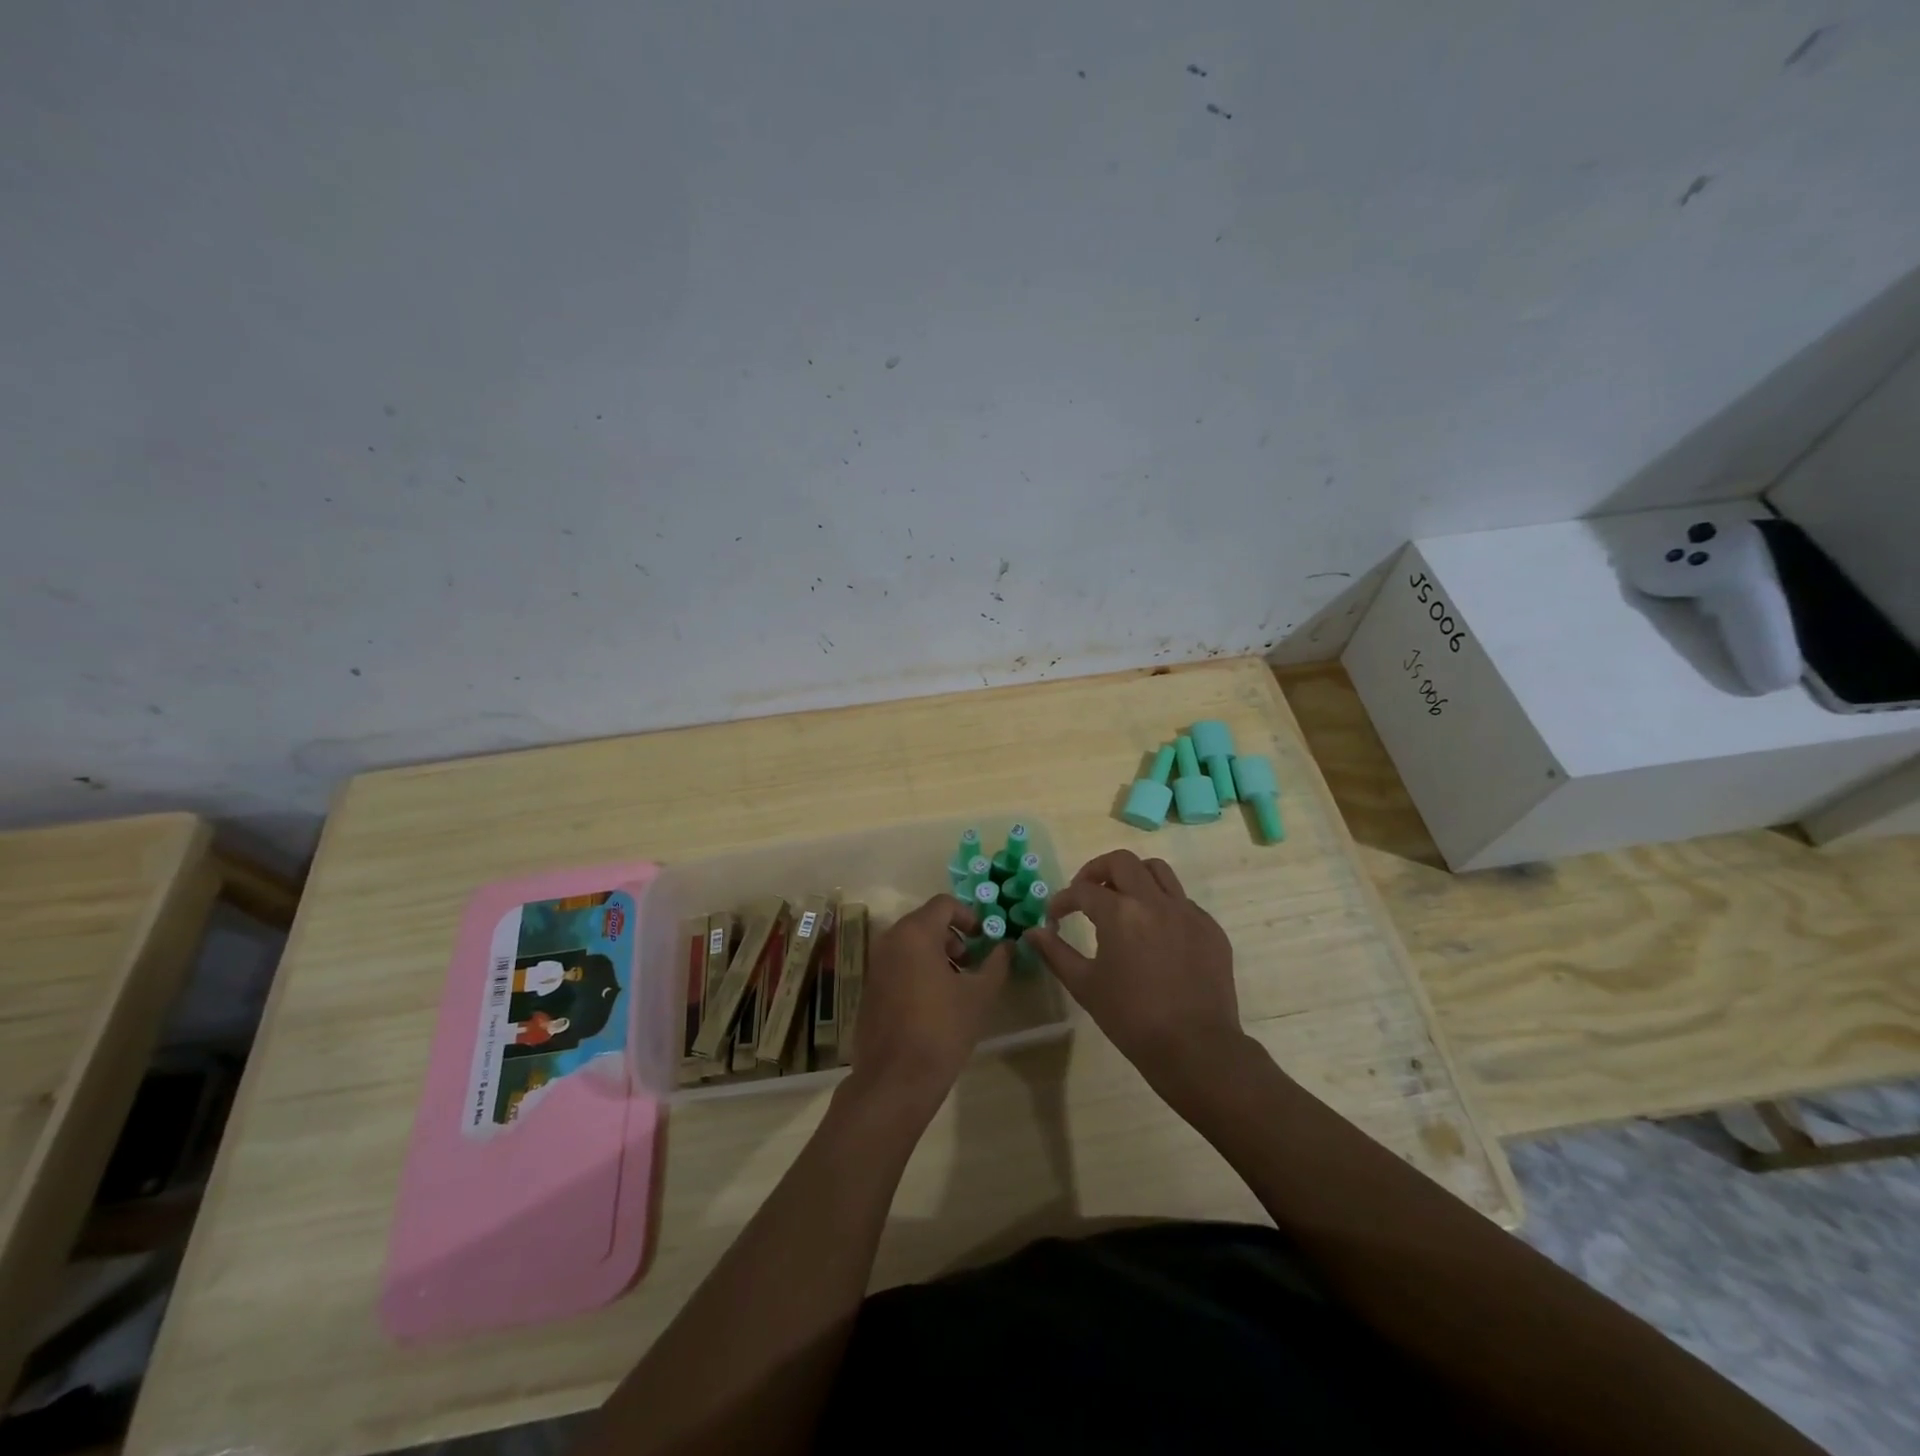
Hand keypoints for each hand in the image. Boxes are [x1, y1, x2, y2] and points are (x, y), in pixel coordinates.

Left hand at [844, 893, 1008, 1118]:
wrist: (895, 1079)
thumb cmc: (943, 1029)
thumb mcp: (979, 995)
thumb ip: (997, 963)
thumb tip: (1008, 945)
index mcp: (915, 933)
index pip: (944, 904)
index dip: (969, 916)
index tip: (984, 938)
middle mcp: (890, 940)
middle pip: (926, 921)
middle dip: (953, 935)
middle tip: (972, 962)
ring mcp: (876, 963)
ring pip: (910, 942)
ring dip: (936, 952)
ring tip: (956, 983)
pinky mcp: (870, 986)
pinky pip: (898, 962)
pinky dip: (918, 968)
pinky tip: (934, 1000)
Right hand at [1025, 849, 1241, 1089]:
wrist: (1196, 1048)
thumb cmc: (1131, 1018)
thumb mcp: (1085, 986)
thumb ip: (1055, 952)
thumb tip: (1032, 932)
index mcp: (1120, 913)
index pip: (1082, 890)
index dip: (1063, 900)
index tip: (1055, 916)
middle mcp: (1154, 901)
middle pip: (1122, 862)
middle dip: (1097, 871)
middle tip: (1086, 893)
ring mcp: (1187, 912)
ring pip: (1157, 871)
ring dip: (1133, 877)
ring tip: (1122, 899)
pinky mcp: (1210, 928)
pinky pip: (1182, 900)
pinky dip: (1162, 904)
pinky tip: (1154, 932)